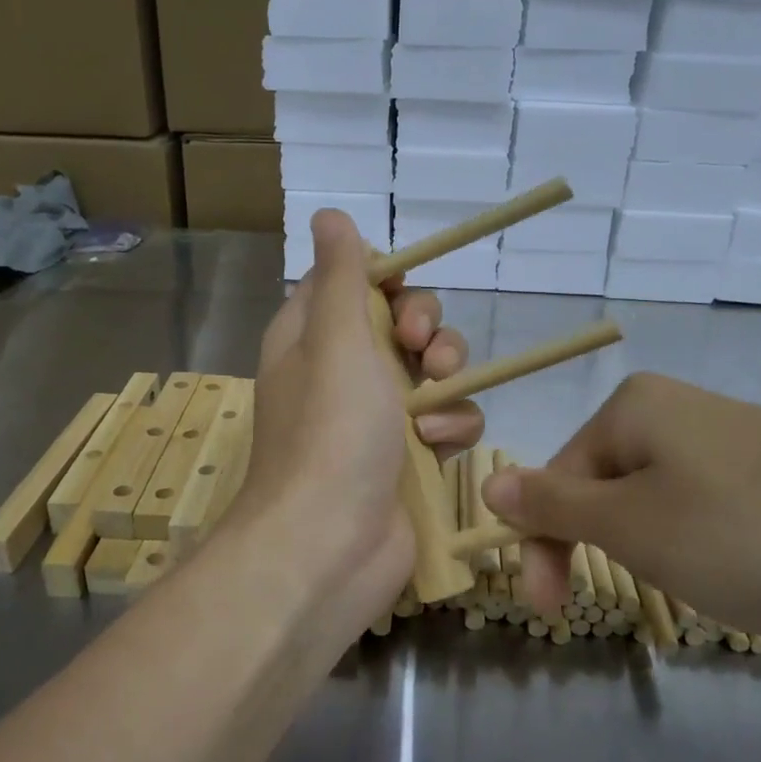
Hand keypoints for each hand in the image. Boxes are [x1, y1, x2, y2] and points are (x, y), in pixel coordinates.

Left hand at [230, 210, 483, 630]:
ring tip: (434, 401)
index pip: (350, 284)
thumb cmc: (330, 431)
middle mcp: (340, 372)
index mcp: (310, 337)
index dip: (385, 280)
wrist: (330, 546)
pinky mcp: (408, 458)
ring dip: (445, 378)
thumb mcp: (334, 337)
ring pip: (432, 372)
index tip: (403, 292)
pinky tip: (439, 447)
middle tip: (421, 349)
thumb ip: (339, 274)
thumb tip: (328, 216)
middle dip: (425, 329)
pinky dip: (450, 428)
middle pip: (400, 324)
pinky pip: (446, 422)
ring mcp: (376, 418)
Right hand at [482, 373, 760, 644]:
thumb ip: (554, 505)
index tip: (550, 611)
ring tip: (707, 587)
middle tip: (642, 596)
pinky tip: (750, 579)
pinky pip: (713, 516)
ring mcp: (735, 444)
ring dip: (660, 556)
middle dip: (610, 548)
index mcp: (634, 408)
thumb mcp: (634, 526)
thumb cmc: (752, 533)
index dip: (545, 544)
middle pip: (606, 489)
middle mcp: (679, 412)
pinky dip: (711, 553)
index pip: (557, 477)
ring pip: (659, 507)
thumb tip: (491, 481)